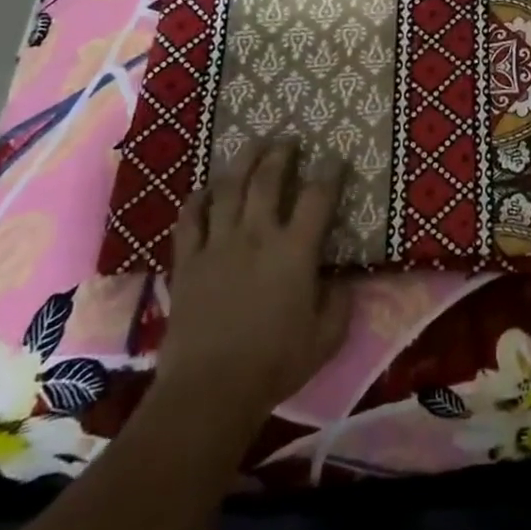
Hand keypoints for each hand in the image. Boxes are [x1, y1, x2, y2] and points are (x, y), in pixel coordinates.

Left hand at [154, 139, 353, 420]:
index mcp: (295, 250)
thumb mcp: (327, 336)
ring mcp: (217, 245)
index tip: (336, 158)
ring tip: (252, 146)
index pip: (317, 197)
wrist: (209, 389)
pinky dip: (198, 199)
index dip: (330, 173)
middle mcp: (256, 235)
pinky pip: (190, 219)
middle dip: (280, 153)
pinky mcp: (187, 262)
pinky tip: (205, 189)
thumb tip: (342, 279)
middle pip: (268, 179)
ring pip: (229, 189)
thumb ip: (340, 301)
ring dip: (242, 162)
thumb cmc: (275, 362)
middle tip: (288, 139)